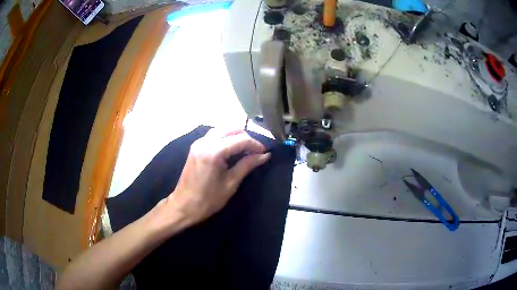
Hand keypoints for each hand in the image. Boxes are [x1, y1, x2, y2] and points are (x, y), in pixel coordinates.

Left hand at [162, 129, 270, 228]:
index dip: (255, 144)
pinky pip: (214, 135)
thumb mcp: (231, 183)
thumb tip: (265, 156)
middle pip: (231, 129)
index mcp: (214, 151)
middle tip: (255, 151)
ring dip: (235, 136)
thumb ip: (248, 165)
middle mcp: (205, 142)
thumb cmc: (209, 199)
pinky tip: (231, 150)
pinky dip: (225, 138)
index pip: (241, 139)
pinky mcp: (195, 147)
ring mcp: (198, 143)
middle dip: (246, 137)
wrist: (184, 205)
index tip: (264, 153)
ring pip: (222, 130)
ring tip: (245, 150)